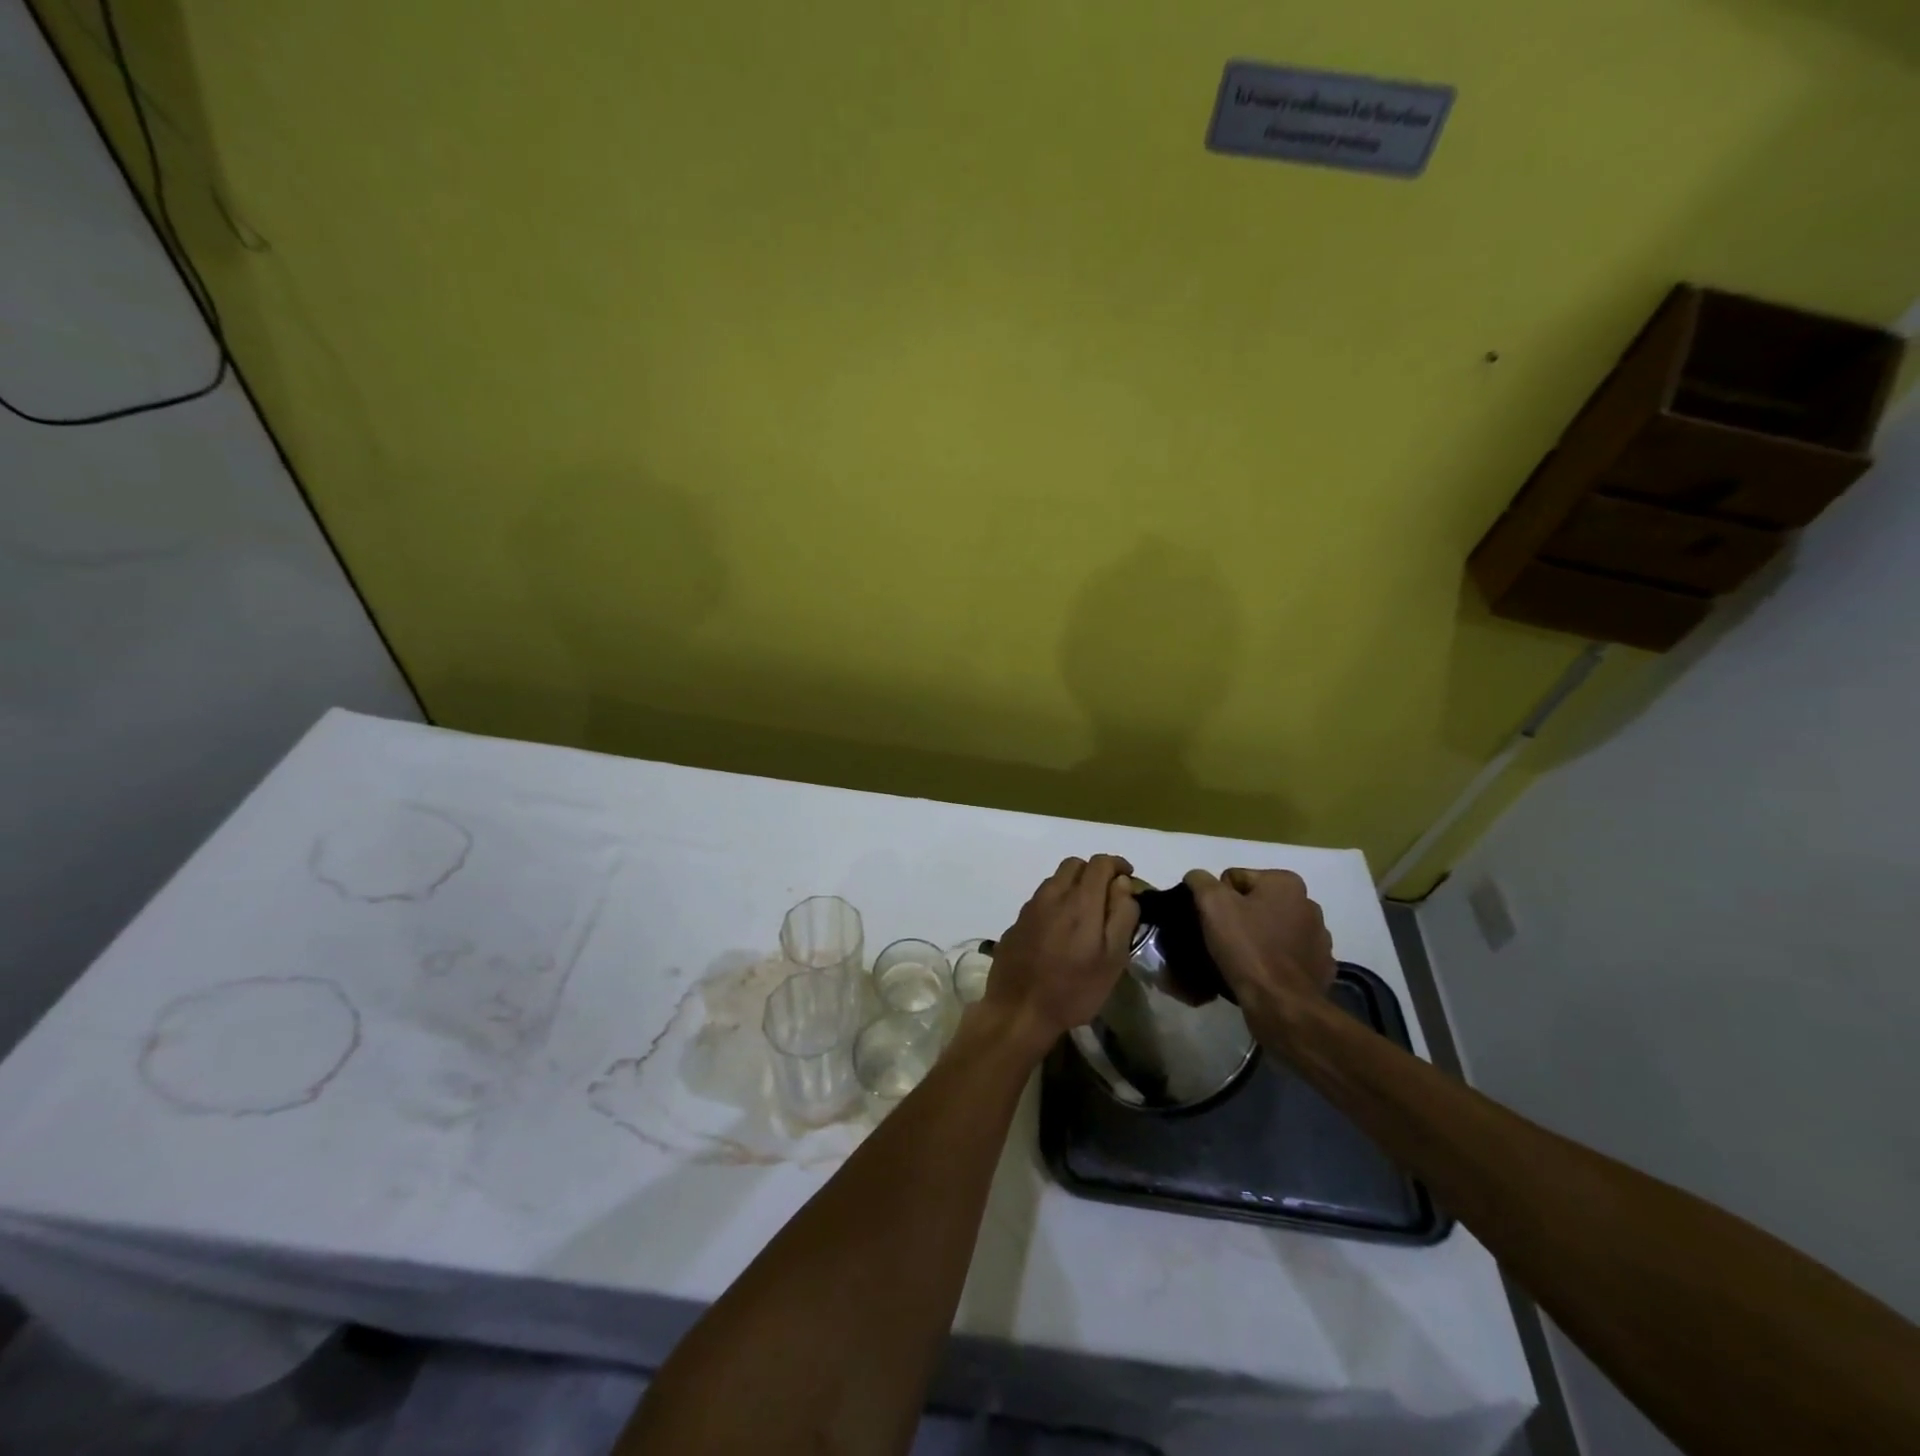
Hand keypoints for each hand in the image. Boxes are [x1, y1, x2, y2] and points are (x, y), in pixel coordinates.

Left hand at [981, 854, 1138, 1053]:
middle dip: (1094, 872)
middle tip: (1107, 896)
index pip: (1100, 863)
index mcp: (1080, 901)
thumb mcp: (1113, 959)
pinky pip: (1040, 900)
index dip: (1117, 864)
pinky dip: (1055, 903)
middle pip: (1074, 864)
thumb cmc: (1074, 989)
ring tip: (1084, 914)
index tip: (1128, 878)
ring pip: (1055, 880)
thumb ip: (1122, 916)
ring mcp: (1030, 907)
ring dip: (1073, 886)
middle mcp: (1052, 895)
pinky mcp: (1016, 922)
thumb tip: (1123, 884)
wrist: (1018, 1011)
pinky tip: (1060, 930)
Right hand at [1183, 868, 1335, 1013]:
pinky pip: (1288, 955)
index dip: (1218, 899)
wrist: (1281, 1004)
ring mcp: (1319, 938)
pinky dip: (1275, 959)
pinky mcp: (1320, 966)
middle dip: (1240, 916)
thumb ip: (1201, 881)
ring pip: (1273, 928)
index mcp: (1286, 883)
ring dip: (1259, 937)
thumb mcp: (1212, 904)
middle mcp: (1309, 904)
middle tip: (1225, 940)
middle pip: (1256, 902)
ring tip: (1243, 959)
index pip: (1235, 879)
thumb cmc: (1247, 948)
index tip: (1215, 923)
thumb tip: (1197, 877)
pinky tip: (1263, 973)